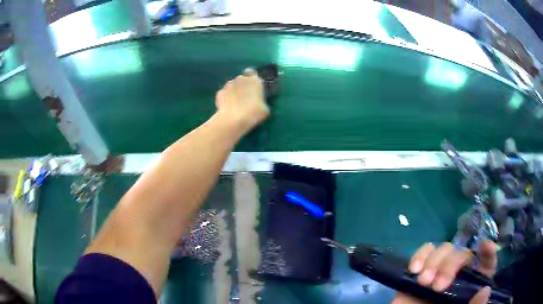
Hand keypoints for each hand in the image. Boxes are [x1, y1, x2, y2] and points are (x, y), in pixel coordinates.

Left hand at [215, 68, 269, 130]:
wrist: (232, 120)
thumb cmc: (253, 113)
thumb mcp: (264, 109)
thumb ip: (261, 101)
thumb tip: (259, 103)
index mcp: (254, 80)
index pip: (252, 72)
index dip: (252, 78)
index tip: (253, 86)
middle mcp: (240, 78)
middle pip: (242, 79)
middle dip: (243, 86)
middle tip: (245, 98)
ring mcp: (228, 85)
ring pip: (232, 86)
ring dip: (234, 92)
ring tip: (235, 104)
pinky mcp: (219, 93)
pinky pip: (224, 94)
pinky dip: (225, 99)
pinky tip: (228, 108)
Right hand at [392, 241, 497, 303]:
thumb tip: (485, 290)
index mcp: (468, 288)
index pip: (485, 266)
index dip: (488, 253)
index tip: (485, 246)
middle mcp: (457, 277)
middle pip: (463, 254)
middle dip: (450, 264)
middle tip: (437, 287)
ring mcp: (438, 273)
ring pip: (445, 249)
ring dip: (434, 261)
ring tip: (423, 282)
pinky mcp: (418, 274)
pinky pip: (424, 252)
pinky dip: (420, 255)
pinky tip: (414, 269)